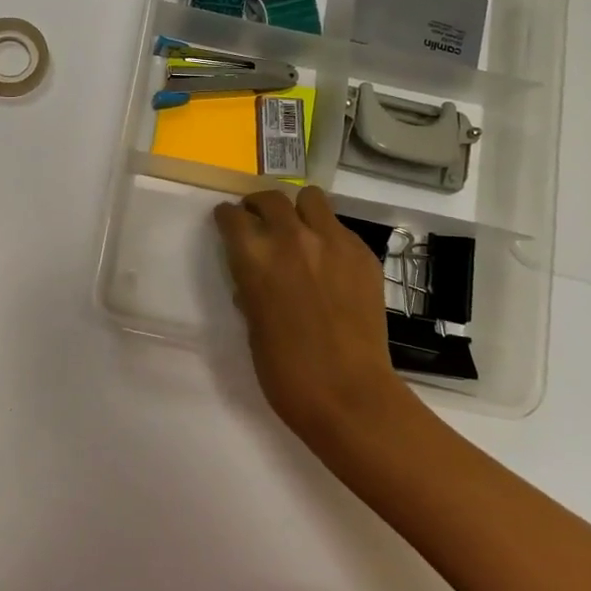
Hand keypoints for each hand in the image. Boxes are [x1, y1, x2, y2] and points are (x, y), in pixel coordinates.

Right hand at [214, 187, 423, 462]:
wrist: (348, 393)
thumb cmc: (285, 370)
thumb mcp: (251, 322)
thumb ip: (251, 286)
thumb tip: (255, 274)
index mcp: (254, 257)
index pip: (232, 216)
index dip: (227, 218)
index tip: (228, 223)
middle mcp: (291, 237)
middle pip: (269, 198)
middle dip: (259, 207)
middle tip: (260, 223)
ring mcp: (332, 241)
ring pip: (310, 198)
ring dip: (298, 210)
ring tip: (298, 229)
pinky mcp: (363, 253)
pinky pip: (340, 227)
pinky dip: (328, 235)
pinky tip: (329, 261)